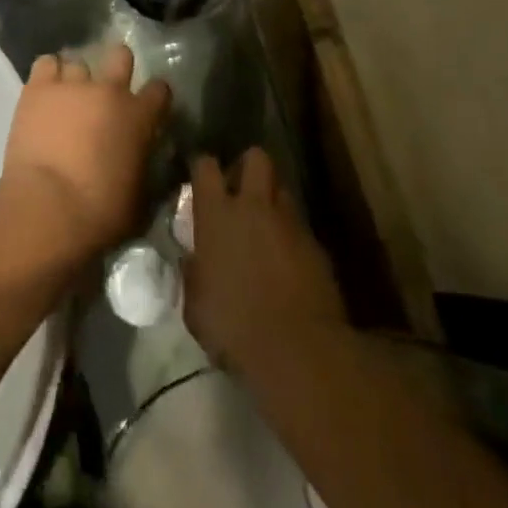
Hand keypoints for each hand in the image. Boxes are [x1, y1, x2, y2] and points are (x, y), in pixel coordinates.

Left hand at [0, 45, 169, 262]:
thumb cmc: (101, 212)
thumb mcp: (140, 198)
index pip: (160, 89)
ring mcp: (72, 84)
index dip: (156, 96)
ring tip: (67, 99)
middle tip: (106, 92)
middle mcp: (109, 90)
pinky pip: (46, 63)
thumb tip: (144, 162)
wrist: (48, 206)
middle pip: (120, 55)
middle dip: (117, 68)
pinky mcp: (39, 88)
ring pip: (78, 62)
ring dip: (76, 79)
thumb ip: (145, 169)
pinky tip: (45, 93)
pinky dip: (48, 75)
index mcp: (140, 116)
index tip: (149, 108)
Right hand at [184, 148, 348, 376]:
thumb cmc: (234, 327)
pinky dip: (292, 236)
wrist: (297, 349)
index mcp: (216, 214)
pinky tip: (288, 262)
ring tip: (267, 226)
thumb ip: (193, 273)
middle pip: (255, 158)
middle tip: (241, 191)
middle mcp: (253, 206)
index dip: (203, 168)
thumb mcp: (196, 305)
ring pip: (282, 189)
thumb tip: (191, 261)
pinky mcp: (316, 244)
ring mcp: (289, 222)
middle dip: (248, 167)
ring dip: (273, 201)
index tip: (201, 181)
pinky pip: (300, 226)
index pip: (205, 166)